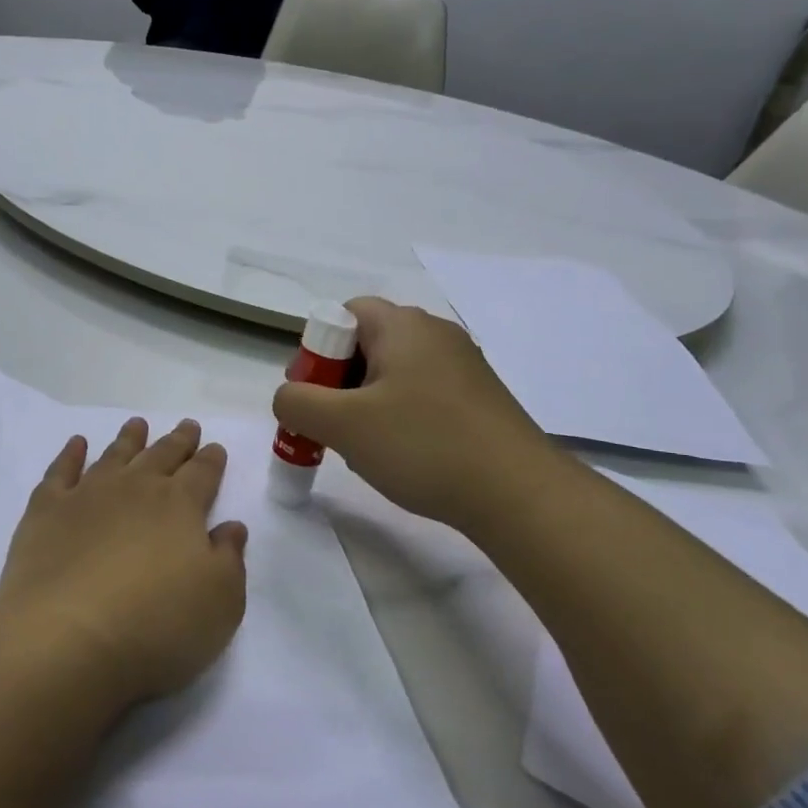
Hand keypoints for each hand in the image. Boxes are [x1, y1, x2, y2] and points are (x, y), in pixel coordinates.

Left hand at [0, 418, 247, 704]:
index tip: (215, 447)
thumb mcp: (220, 603)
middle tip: (187, 425)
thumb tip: (231, 527)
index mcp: (180, 505)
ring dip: (129, 439)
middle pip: (161, 455)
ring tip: (137, 424)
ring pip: (114, 455)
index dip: (211, 460)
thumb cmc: (156, 625)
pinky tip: (77, 444)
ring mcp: (88, 494)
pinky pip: (61, 471)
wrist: (67, 637)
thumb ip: (229, 559)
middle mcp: (136, 488)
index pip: (202, 473)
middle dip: (178, 441)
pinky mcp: (47, 511)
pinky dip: (70, 454)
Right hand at [271, 296, 554, 530]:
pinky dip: (398, 417)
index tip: (310, 394)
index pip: (343, 313)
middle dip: (337, 382)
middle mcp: (435, 334)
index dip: (316, 350)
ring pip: (392, 374)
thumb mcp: (343, 424)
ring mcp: (462, 367)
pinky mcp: (478, 399)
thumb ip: (296, 403)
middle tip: (328, 425)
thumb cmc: (423, 445)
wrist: (519, 494)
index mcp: (403, 325)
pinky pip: (420, 395)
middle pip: (366, 343)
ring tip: (362, 447)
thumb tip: (288, 397)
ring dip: (364, 404)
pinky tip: (400, 455)